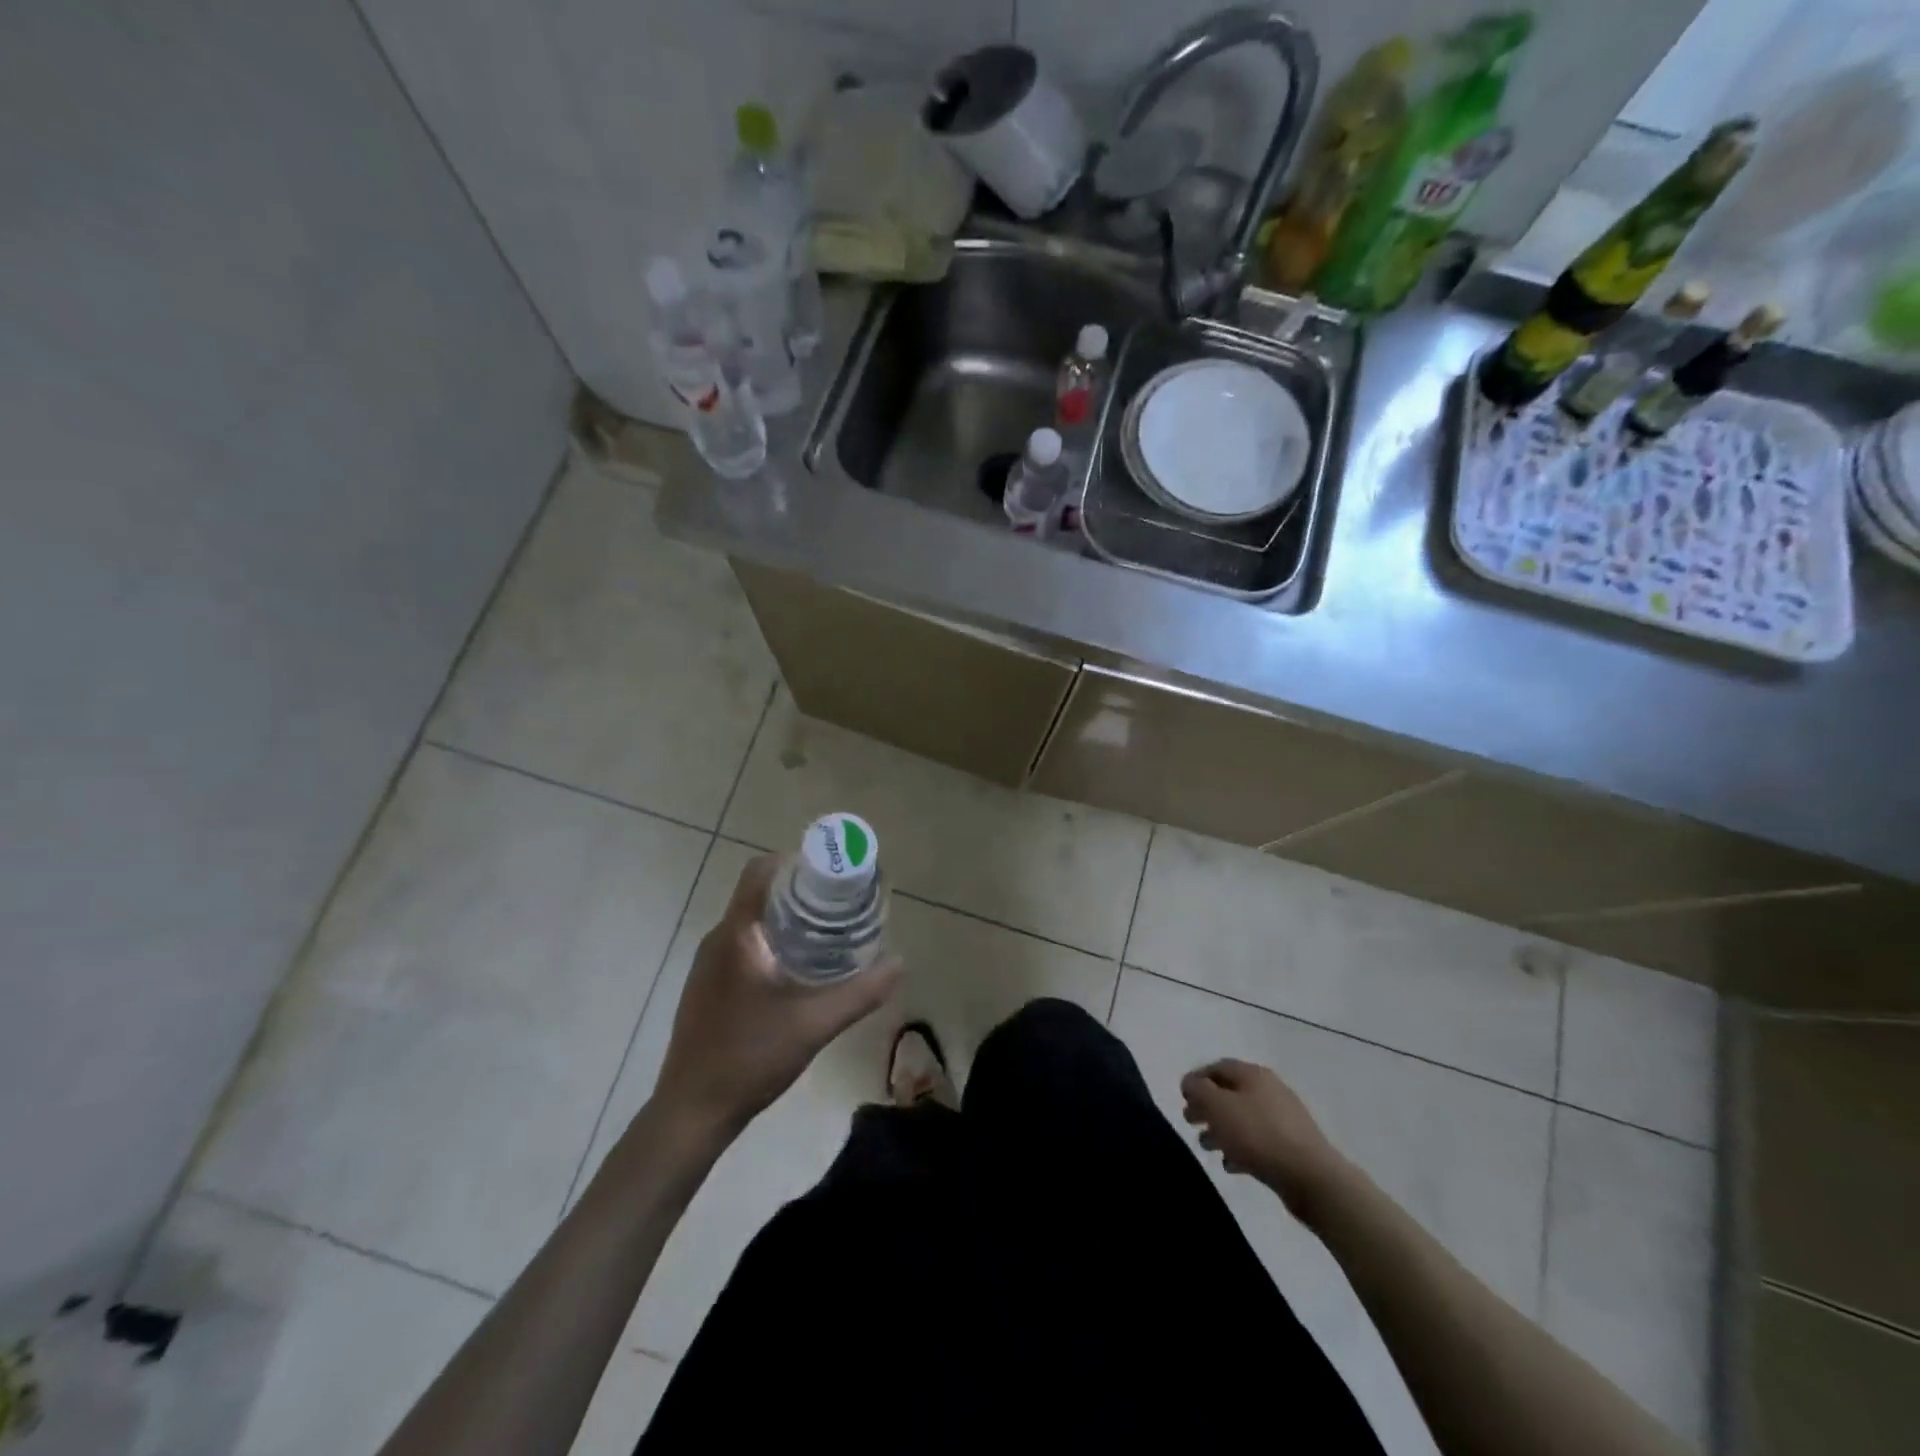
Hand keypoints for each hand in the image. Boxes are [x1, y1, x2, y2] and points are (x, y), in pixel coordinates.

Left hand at [653, 855, 898, 1139]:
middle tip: (841, 904)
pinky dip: (771, 943)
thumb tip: (900, 962)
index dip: (796, 861)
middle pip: (759, 895)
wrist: (692, 1112)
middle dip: (800, 892)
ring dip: (786, 919)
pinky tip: (796, 971)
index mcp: (737, 935)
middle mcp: (717, 940)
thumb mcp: (815, 1024)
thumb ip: (861, 992)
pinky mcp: (706, 987)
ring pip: (751, 923)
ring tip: (826, 934)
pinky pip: (742, 946)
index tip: (831, 872)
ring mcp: (707, 965)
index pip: (761, 871)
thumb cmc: (750, 1058)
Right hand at [1180, 1059, 1347, 1220]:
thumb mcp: (1218, 1106)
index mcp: (1253, 1074)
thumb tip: (1190, 1083)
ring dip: (1221, 1129)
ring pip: (1243, 1118)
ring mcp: (1284, 1119)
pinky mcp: (1292, 1147)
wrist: (1312, 1178)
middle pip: (1230, 1093)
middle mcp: (1270, 1090)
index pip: (1218, 1067)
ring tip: (1206, 1146)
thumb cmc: (1258, 1135)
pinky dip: (1240, 1148)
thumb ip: (1198, 1090)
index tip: (1182, 1098)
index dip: (1197, 1079)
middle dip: (1207, 1106)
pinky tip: (1231, 1165)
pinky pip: (1258, 1142)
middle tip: (1190, 1121)